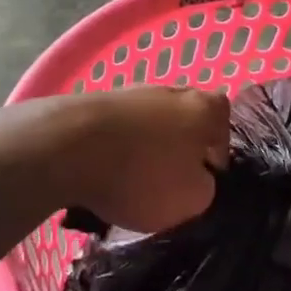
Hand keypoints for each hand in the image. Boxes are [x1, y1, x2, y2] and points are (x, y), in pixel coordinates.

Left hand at [32, 87, 230, 232]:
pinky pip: (116, 130)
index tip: (203, 182)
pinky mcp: (93, 102)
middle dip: (179, 150)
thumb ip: (205, 187)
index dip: (217, 158)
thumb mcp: (193, 199)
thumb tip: (195, 178)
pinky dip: (113, 150)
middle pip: (184, 122)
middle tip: (168, 183)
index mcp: (205, 108)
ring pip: (148, 125)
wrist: (65, 147)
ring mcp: (130, 92)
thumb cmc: (142, 174)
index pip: (224, 128)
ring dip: (143, 150)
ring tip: (129, 183)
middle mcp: (172, 90)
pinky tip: (102, 174)